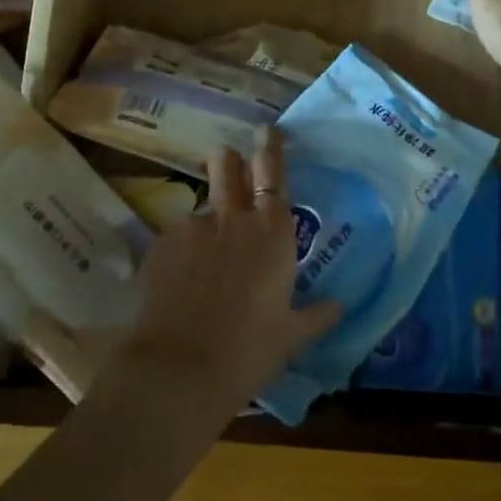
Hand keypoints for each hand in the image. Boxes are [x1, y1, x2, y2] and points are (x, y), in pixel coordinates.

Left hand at [110, 130, 340, 424]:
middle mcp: (232, 218)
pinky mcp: (160, 243)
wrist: (179, 370)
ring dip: (207, 222)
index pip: (272, 172)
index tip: (267, 130)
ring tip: (203, 263)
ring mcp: (191, 226)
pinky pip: (176, 236)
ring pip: (201, 207)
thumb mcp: (291, 336)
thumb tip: (340, 306)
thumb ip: (317, 315)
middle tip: (231, 172)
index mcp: (271, 232)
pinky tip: (181, 284)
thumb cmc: (249, 352)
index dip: (270, 147)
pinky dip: (182, 251)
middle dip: (230, 162)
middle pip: (227, 165)